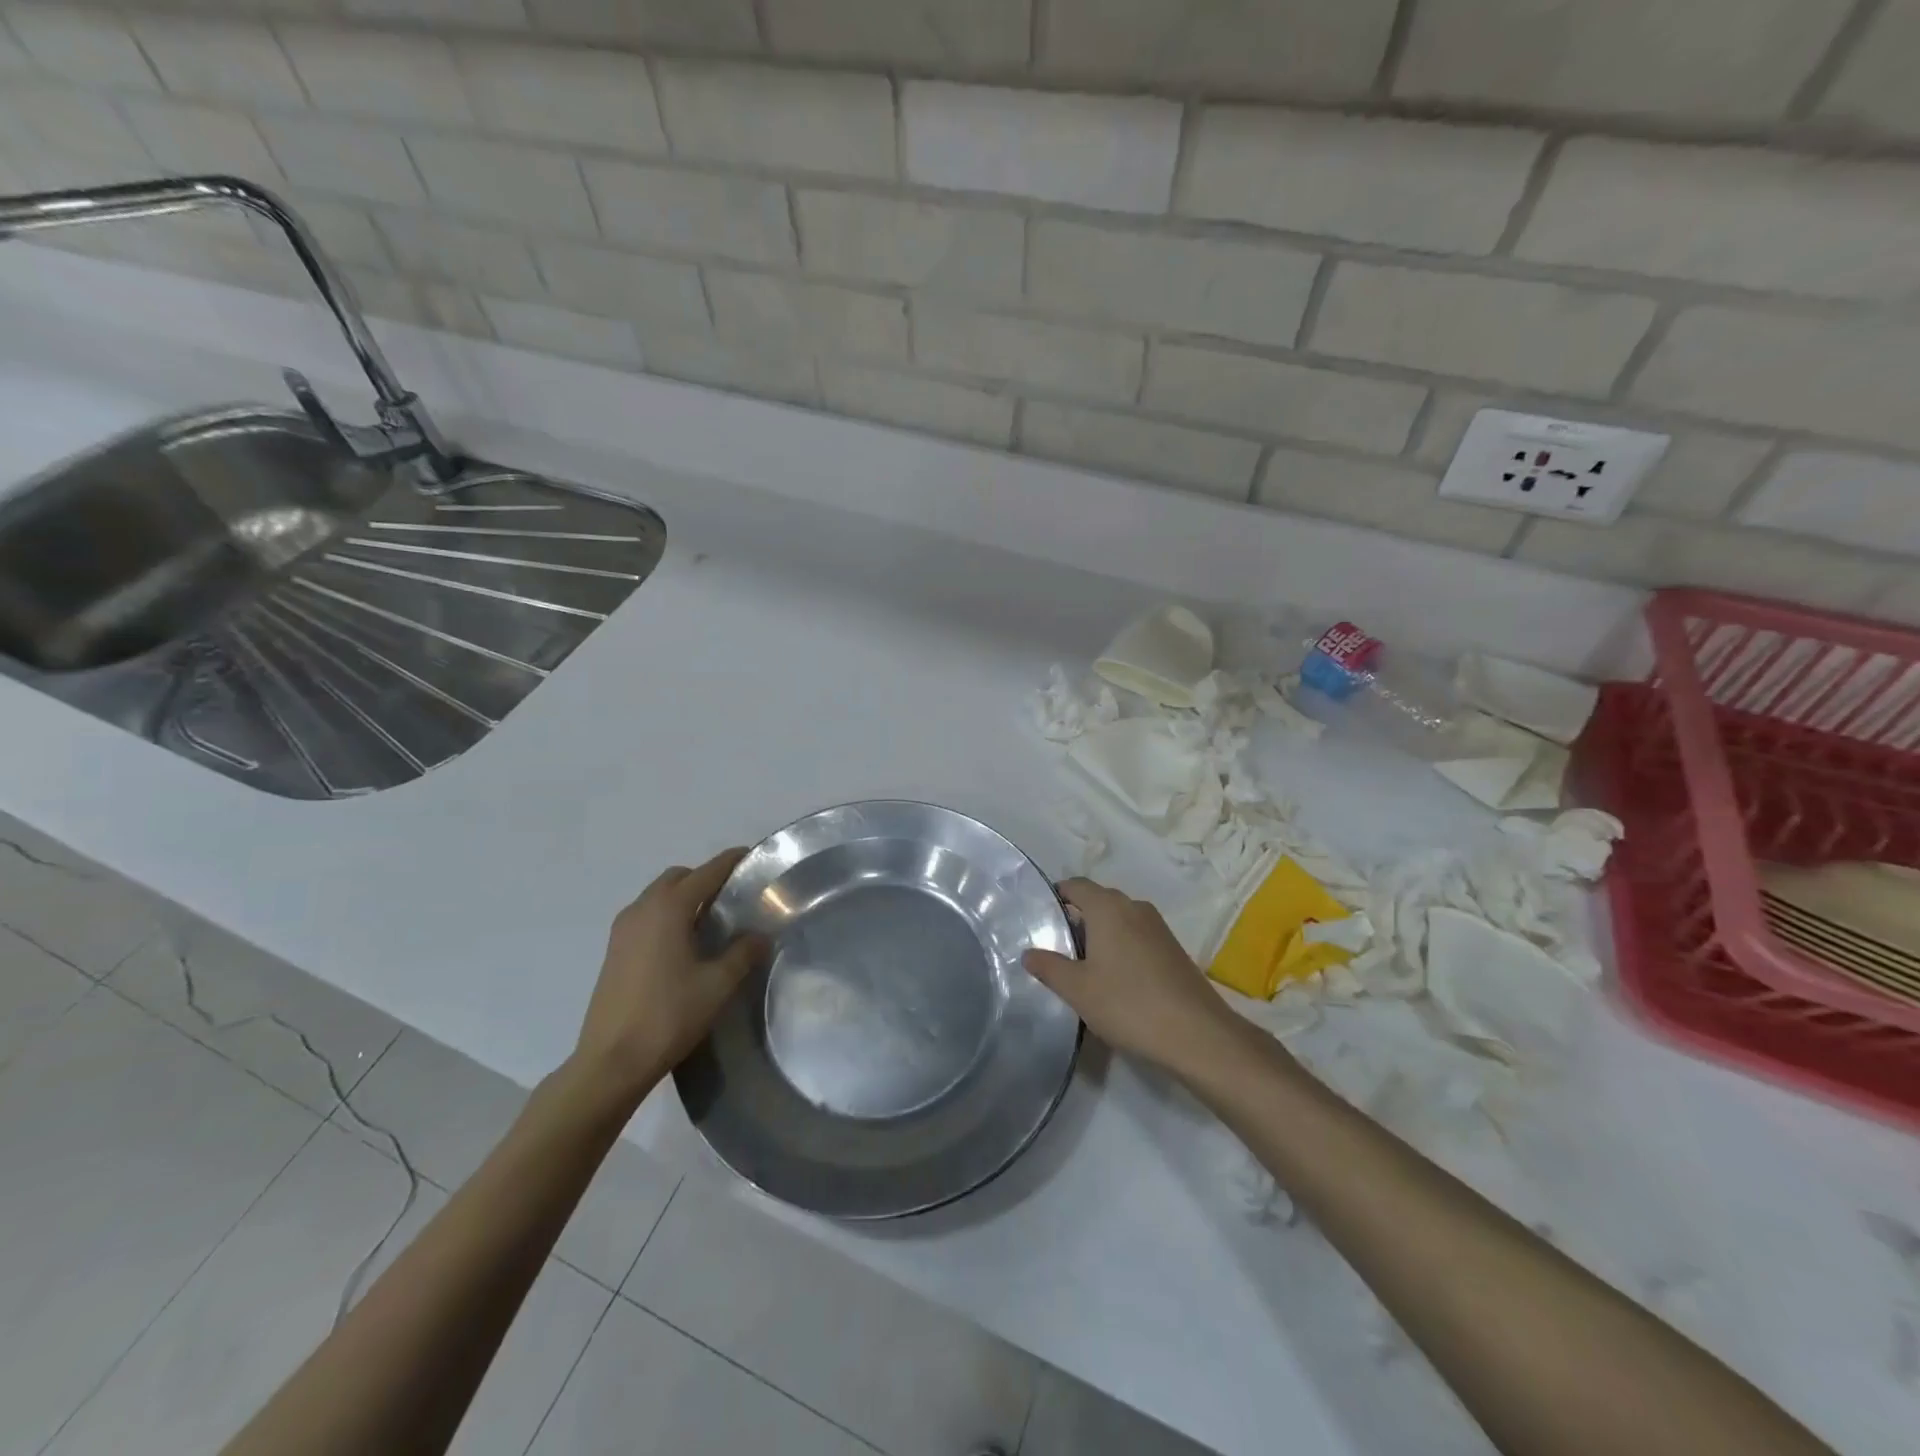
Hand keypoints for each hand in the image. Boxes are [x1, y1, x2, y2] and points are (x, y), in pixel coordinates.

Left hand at [573, 848, 769, 1103]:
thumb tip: (759, 935)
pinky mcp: (614, 952)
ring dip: (684, 898)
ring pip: (658, 896)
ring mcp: (622, 930)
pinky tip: (684, 945)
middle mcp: (642, 909)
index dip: (730, 862)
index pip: (706, 872)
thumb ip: (743, 953)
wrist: (611, 1061)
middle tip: (733, 897)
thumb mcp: (718, 984)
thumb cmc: (669, 1015)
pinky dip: (667, 916)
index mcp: (668, 908)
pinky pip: (646, 917)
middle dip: (705, 879)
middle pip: (678, 878)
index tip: (752, 856)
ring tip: (711, 922)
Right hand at [1023, 878, 1242, 1078]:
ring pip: (1119, 920)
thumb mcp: (1078, 989)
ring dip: (1100, 935)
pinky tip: (1114, 979)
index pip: (1075, 885)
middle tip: (1055, 948)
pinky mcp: (1173, 949)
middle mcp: (1134, 907)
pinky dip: (1121, 948)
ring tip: (1082, 967)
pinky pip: (1136, 936)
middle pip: (1097, 901)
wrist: (1197, 1034)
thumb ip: (1049, 967)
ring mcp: (1158, 927)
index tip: (1039, 918)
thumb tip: (1029, 952)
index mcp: (1108, 907)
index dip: (1055, 896)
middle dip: (1076, 919)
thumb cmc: (1128, 1003)